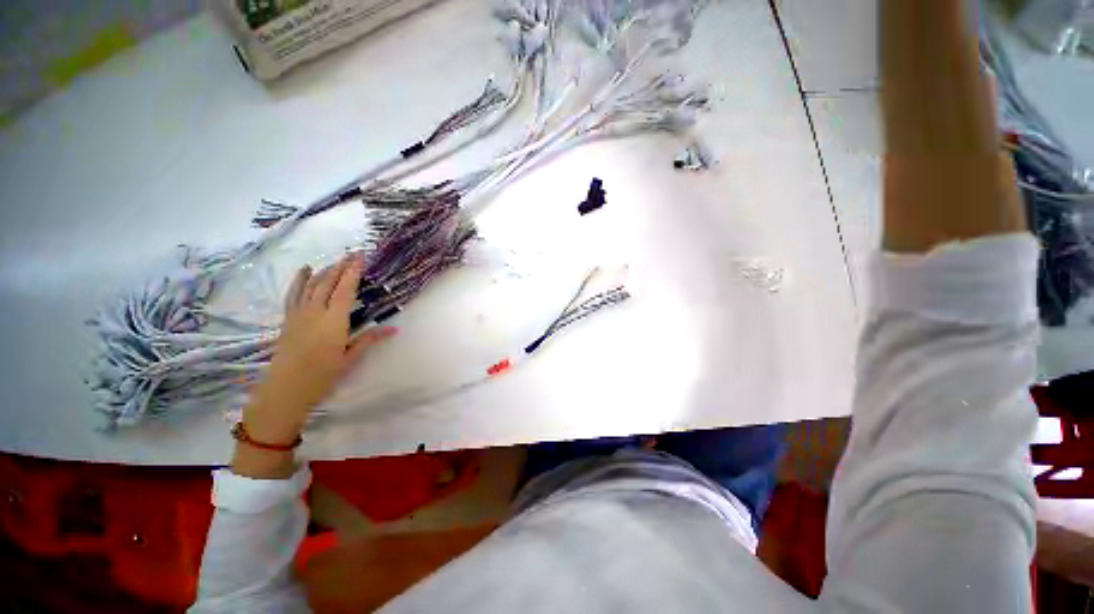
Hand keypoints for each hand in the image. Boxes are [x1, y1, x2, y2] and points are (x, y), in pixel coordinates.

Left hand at [243, 253, 396, 446]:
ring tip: (336, 260)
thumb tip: (394, 329)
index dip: (353, 272)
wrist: (285, 388)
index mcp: (334, 320)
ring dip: (325, 270)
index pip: (345, 289)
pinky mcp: (288, 318)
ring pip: (312, 284)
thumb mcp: (350, 358)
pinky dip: (300, 279)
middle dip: (341, 266)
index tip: (360, 258)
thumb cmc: (322, 375)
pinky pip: (294, 293)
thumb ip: (370, 339)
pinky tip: (305, 269)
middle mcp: (315, 311)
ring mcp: (299, 313)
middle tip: (352, 254)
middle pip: (328, 282)